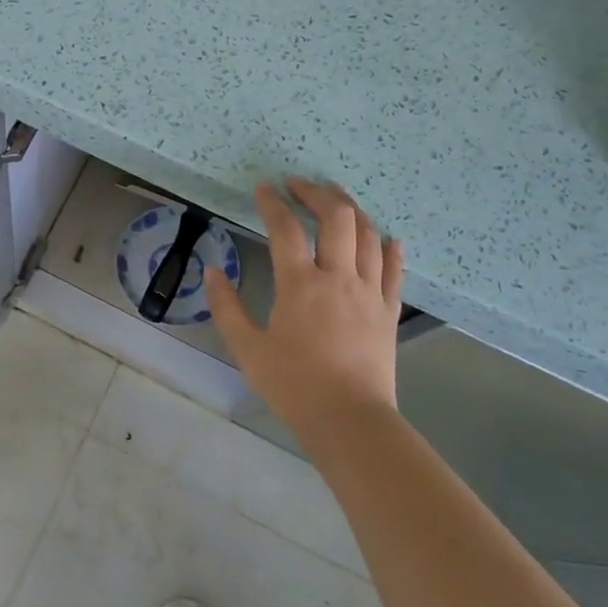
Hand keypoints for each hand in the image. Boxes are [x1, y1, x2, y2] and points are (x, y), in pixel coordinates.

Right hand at [204, 179, 403, 444]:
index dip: (272, 203)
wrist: (350, 421)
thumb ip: (226, 307)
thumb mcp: (247, 348)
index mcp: (300, 284)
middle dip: (318, 193)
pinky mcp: (389, 310)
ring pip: (368, 235)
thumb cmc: (293, 385)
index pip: (285, 228)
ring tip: (336, 199)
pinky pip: (394, 269)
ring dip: (352, 209)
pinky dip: (389, 247)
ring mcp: (369, 292)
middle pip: (336, 217)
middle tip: (300, 185)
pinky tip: (386, 237)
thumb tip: (213, 271)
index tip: (263, 188)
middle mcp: (338, 277)